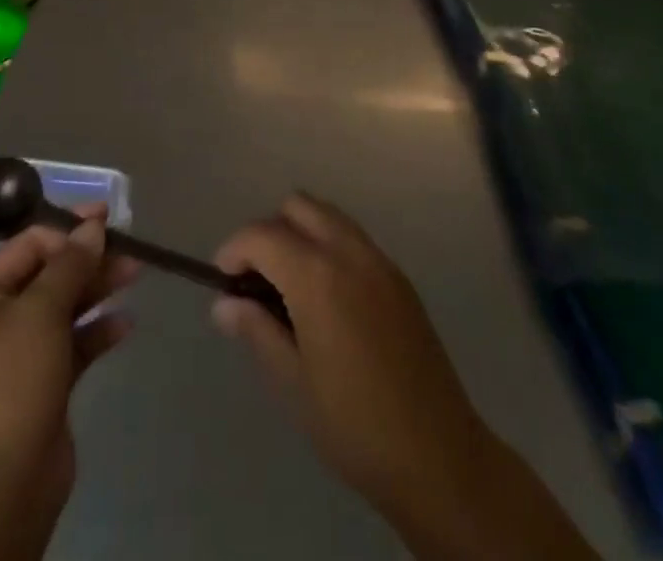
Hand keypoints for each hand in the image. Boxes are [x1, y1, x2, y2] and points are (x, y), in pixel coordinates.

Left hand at [0, 207, 137, 560]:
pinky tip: (126, 323)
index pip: (29, 243)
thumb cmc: (11, 384)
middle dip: (89, 258)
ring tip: (135, 273)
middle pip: (50, 273)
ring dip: (98, 288)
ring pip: (65, 306)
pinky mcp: (44, 383)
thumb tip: (93, 226)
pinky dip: (98, 330)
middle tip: (129, 248)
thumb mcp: (40, 313)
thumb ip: (70, 265)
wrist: (1, 488)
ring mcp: (21, 353)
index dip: (68, 228)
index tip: (107, 220)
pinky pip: (74, 344)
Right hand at [213, 195, 593, 560]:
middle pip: (298, 207)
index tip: (223, 280)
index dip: (234, 249)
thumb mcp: (294, 384)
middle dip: (269, 231)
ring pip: (328, 215)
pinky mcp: (399, 277)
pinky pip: (353, 238)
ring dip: (300, 233)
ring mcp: (379, 260)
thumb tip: (225, 304)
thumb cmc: (355, 425)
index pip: (262, 235)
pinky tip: (327, 298)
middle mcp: (349, 252)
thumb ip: (257, 331)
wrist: (439, 456)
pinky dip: (328, 246)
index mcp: (318, 276)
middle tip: (257, 279)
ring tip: (290, 286)